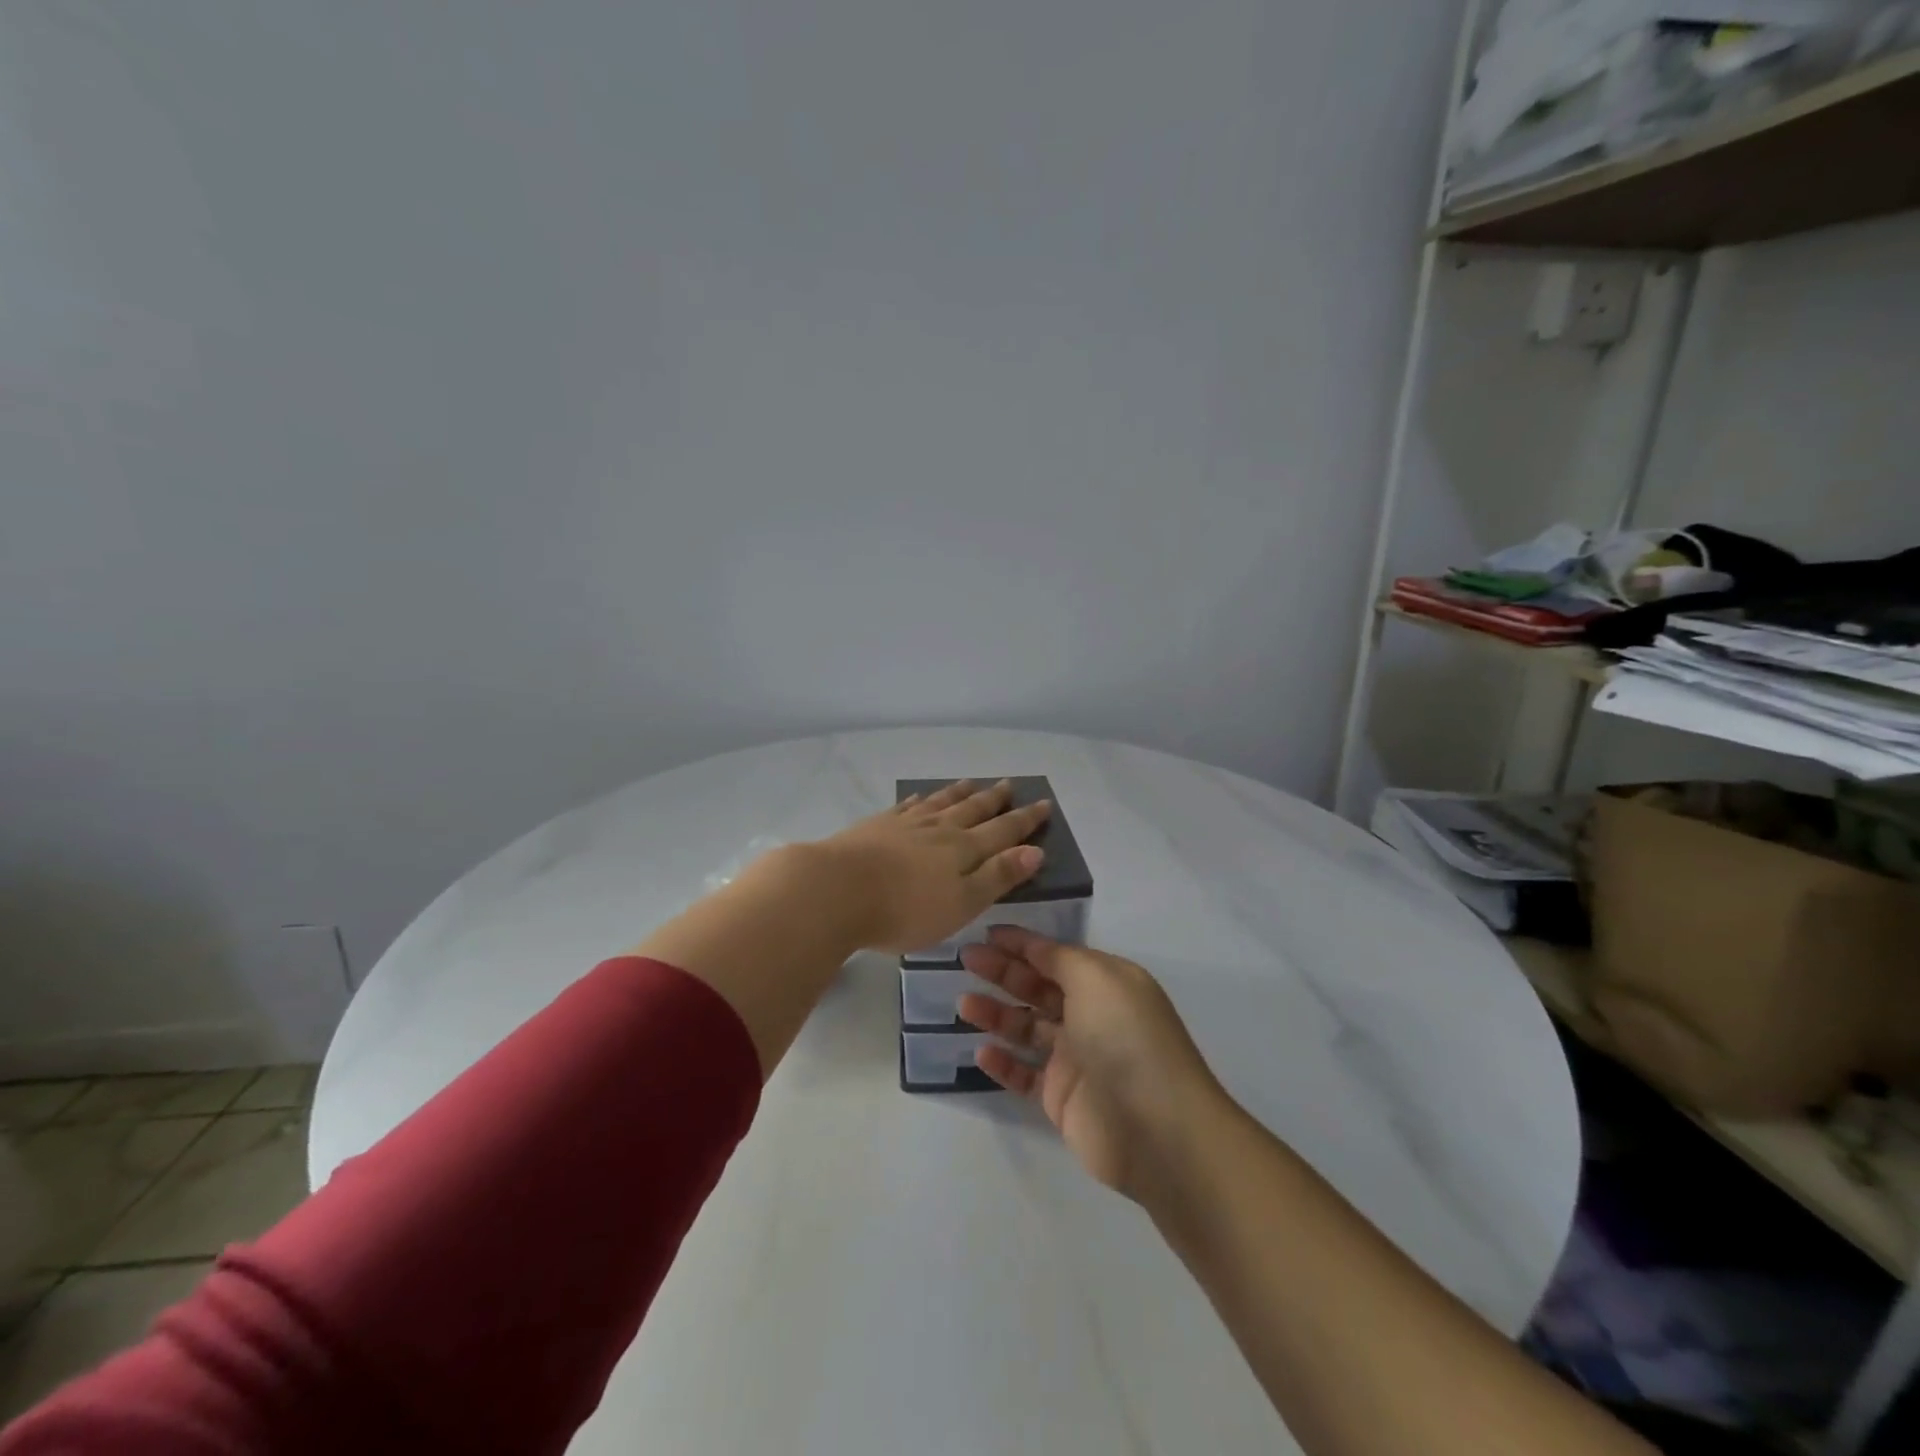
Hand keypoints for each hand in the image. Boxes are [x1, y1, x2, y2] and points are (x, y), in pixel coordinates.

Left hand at [817, 780, 1051, 953]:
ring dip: (959, 793)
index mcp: (963, 850)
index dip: (1025, 820)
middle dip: (994, 799)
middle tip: (1009, 784)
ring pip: (939, 803)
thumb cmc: (905, 909)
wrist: (837, 890)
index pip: (1003, 831)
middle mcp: (939, 830)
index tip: (1044, 803)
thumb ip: (998, 876)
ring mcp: (905, 824)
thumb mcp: (962, 903)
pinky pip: (904, 807)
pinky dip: (918, 800)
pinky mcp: (876, 827)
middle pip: (972, 810)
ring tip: (972, 782)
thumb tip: (1035, 850)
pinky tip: (918, 797)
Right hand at [958, 929, 1223, 1200]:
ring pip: (1027, 1028)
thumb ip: (1060, 959)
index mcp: (1106, 983)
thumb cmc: (1126, 1038)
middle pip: (1039, 987)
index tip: (986, 934)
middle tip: (965, 960)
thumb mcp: (1097, 978)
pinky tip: (980, 1053)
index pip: (1056, 955)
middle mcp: (1092, 1015)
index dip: (1022, 943)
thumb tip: (1035, 948)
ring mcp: (1077, 1058)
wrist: (1156, 1129)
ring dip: (996, 1014)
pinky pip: (1025, 1074)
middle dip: (1003, 972)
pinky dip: (1003, 1063)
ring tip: (964, 1005)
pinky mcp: (1063, 1098)